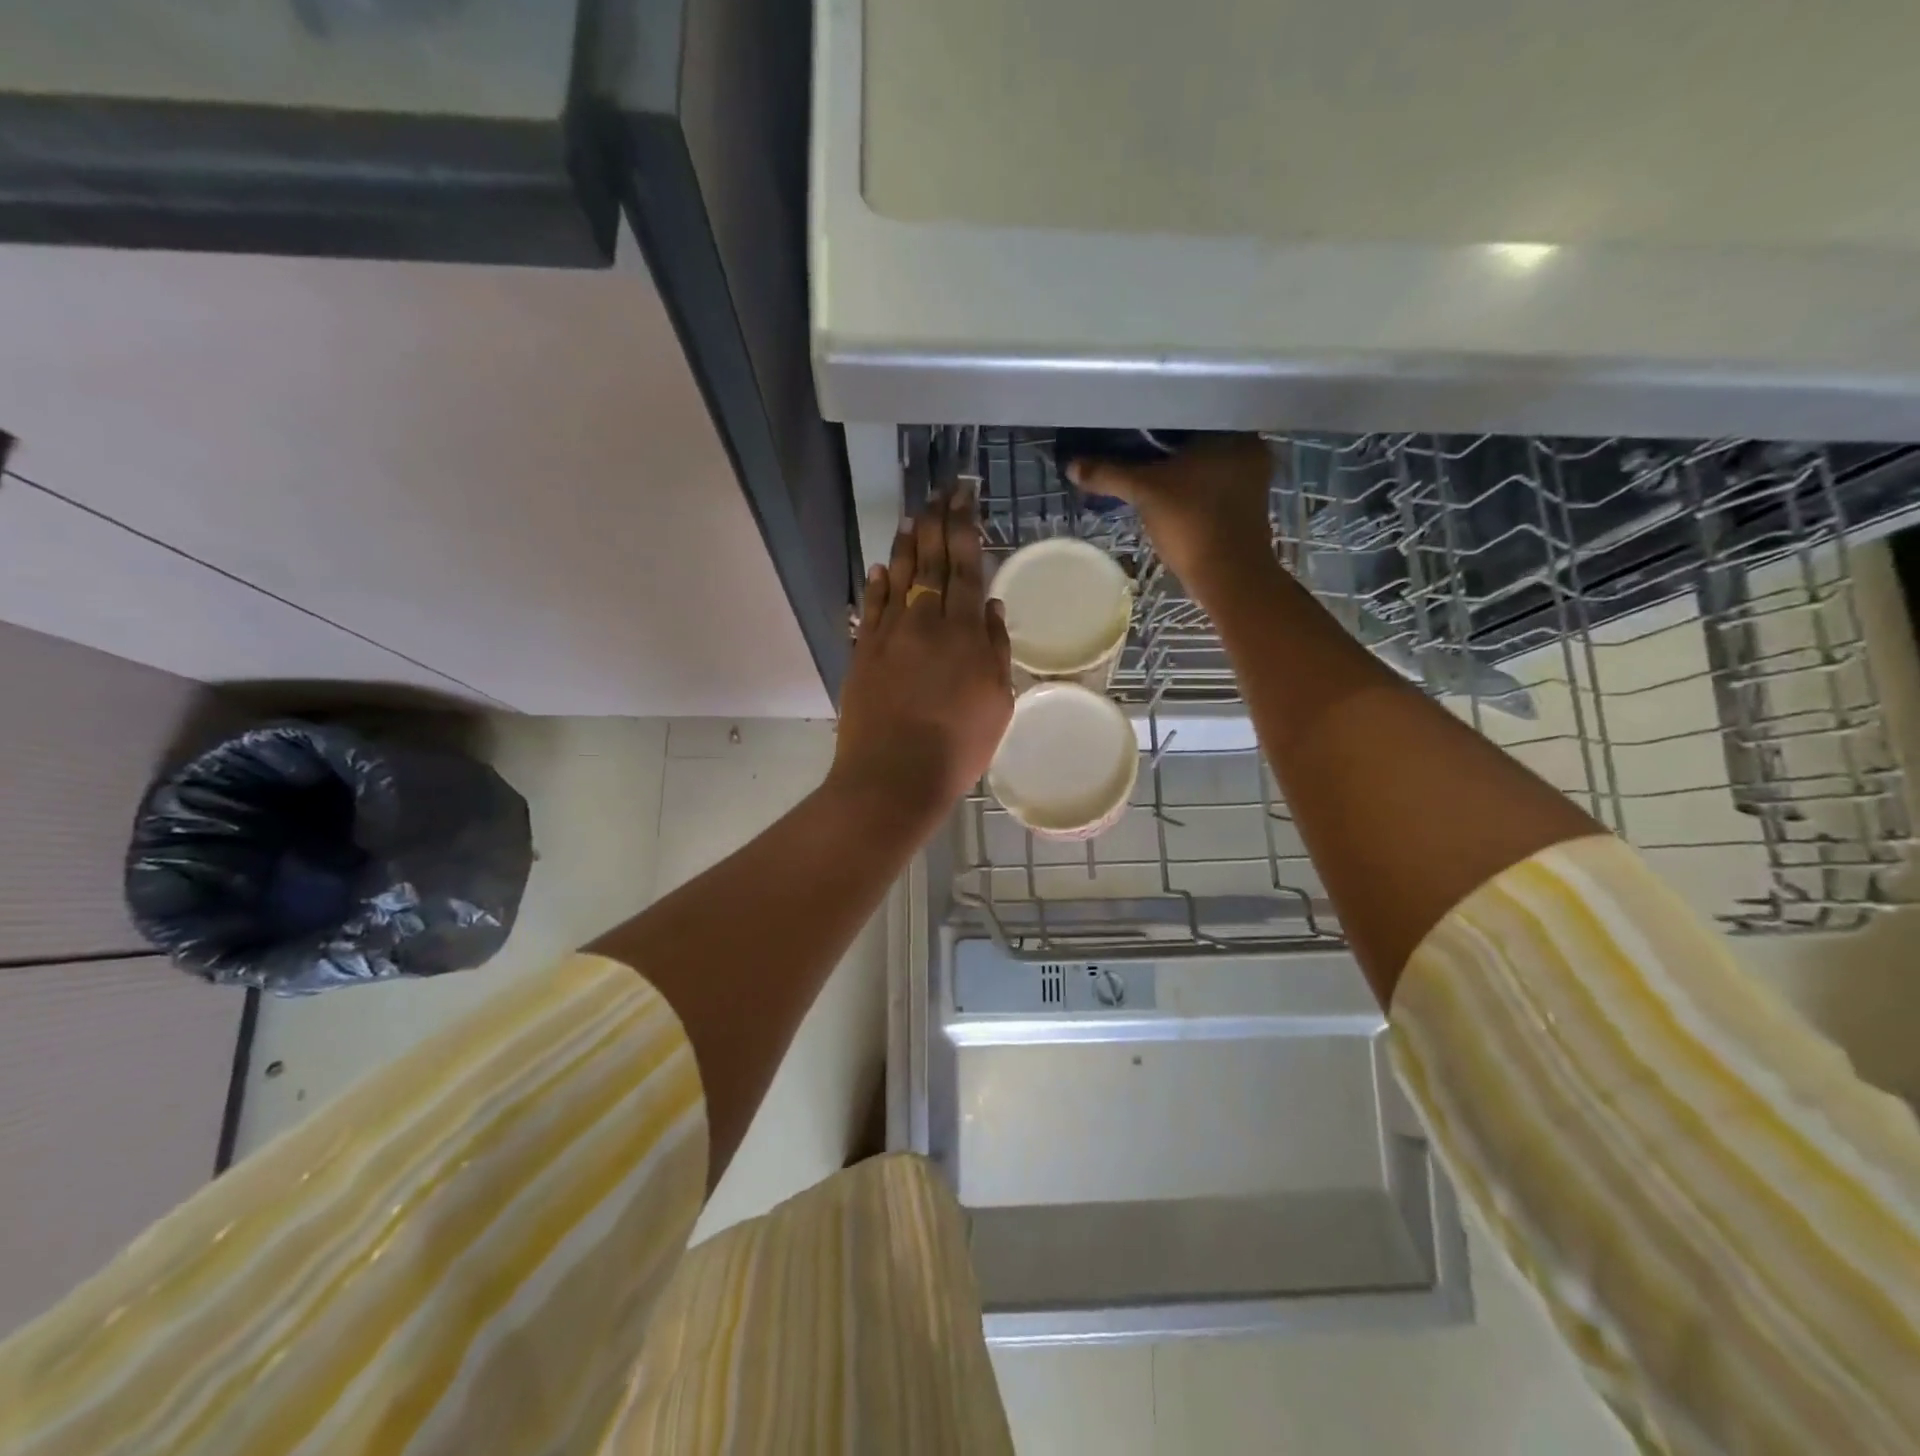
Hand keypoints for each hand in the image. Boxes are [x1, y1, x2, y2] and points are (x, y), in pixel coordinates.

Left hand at [827, 487, 1013, 836]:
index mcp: (965, 632)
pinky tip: (880, 567)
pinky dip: (877, 584)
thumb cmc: (959, 746)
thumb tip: (991, 606)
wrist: (894, 775)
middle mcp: (926, 621)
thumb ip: (996, 649)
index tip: (965, 498)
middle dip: (937, 523)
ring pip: (899, 577)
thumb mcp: (998, 702)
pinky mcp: (863, 652)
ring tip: (913, 516)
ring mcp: (890, 634)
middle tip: (940, 493)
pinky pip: (871, 608)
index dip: (965, 528)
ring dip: (907, 544)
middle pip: (932, 562)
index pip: (966, 566)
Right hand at [1067, 434, 1279, 595]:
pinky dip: (1190, 487)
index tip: (1131, 423)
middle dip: (1166, 445)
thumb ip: (1108, 474)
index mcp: (1232, 431)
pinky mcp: (1246, 506)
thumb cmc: (1192, 522)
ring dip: (1178, 468)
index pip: (1189, 412)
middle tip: (1132, 445)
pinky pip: (1211, 485)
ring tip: (1144, 468)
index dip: (1157, 417)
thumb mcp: (1144, 492)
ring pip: (1204, 463)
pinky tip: (1167, 492)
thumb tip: (1071, 465)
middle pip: (1196, 438)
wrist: (1228, 576)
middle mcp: (1249, 447)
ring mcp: (1252, 479)